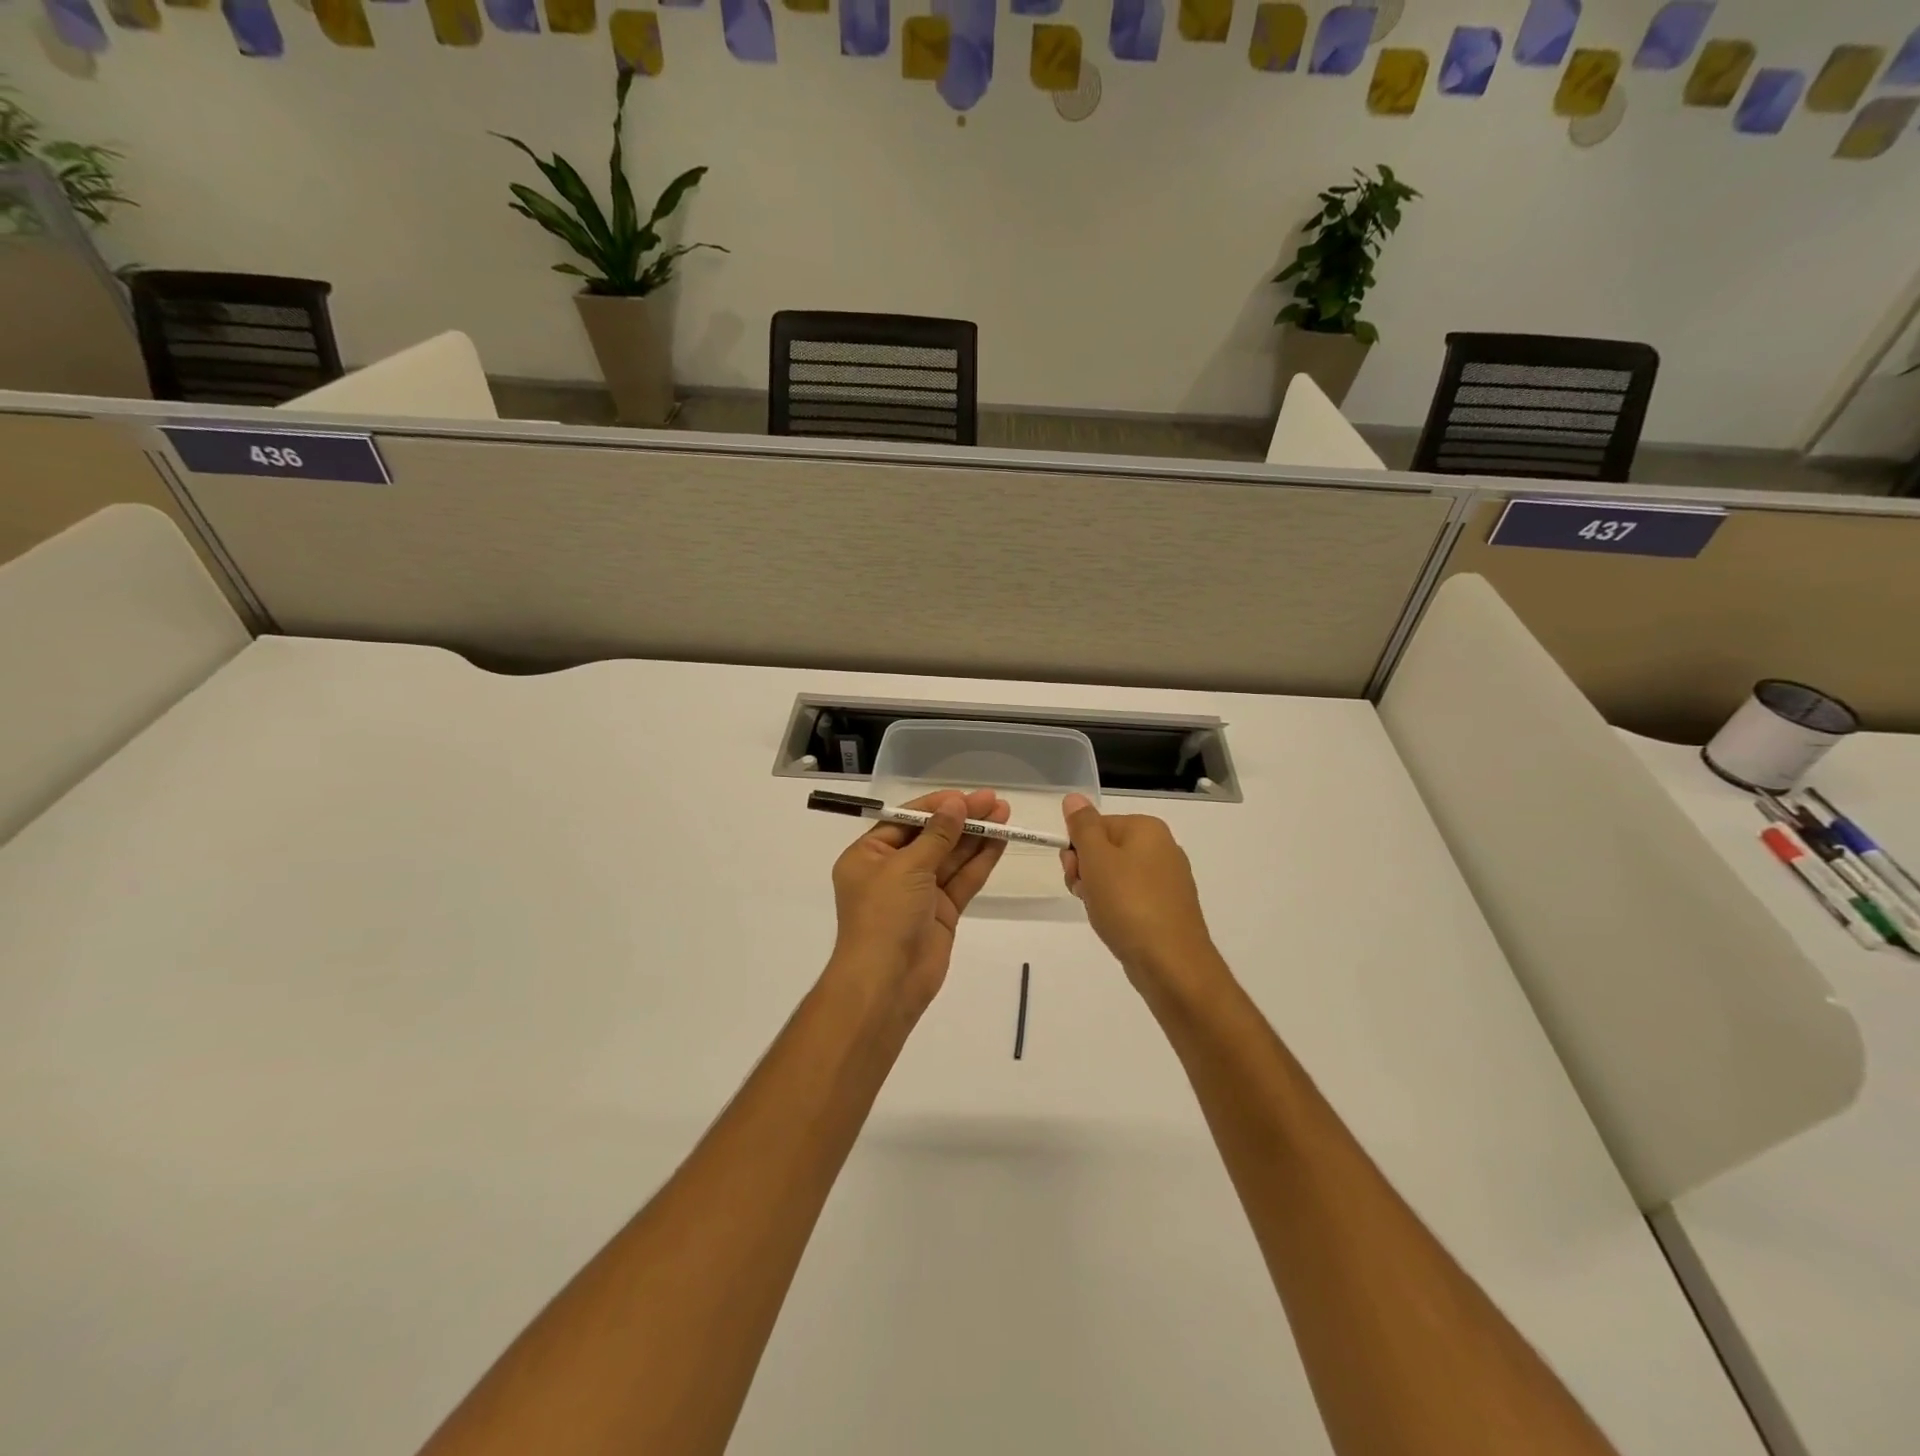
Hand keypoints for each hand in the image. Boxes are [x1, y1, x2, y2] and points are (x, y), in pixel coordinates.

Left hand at [828, 789, 1008, 1017]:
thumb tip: (956, 804)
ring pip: (951, 857)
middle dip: (961, 819)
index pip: (905, 821)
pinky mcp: (942, 912)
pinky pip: (962, 880)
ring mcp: (919, 892)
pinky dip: (980, 861)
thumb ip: (936, 835)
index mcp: (868, 856)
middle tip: (994, 800)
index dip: (936, 806)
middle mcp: (892, 871)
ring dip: (976, 836)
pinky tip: (1001, 840)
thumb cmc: (884, 915)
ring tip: (1004, 813)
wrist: (887, 982)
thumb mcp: (907, 867)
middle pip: (931, 837)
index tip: (964, 796)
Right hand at [1061, 793, 1220, 994]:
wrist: (1171, 963)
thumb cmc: (1128, 903)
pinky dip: (1117, 909)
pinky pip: (1131, 898)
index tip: (1074, 873)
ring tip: (1102, 914)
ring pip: (1115, 876)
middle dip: (1086, 872)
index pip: (1095, 826)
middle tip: (1085, 894)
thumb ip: (1082, 825)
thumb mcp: (1097, 858)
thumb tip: (1074, 797)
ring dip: (1098, 893)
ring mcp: (1168, 879)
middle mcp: (1162, 847)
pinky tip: (1116, 926)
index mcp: (1146, 828)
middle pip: (1105, 849)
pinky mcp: (1168, 908)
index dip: (1077, 850)